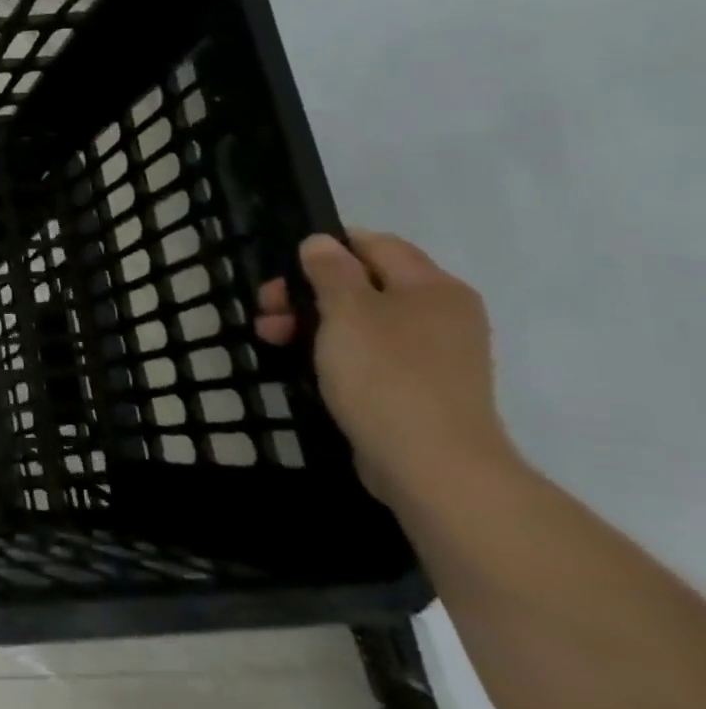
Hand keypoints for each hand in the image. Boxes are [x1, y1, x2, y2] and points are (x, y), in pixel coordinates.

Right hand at [255, 229, 517, 513]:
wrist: (432, 466)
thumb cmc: (386, 376)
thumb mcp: (347, 312)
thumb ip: (330, 271)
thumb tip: (321, 243)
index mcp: (432, 287)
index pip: (375, 244)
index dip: (326, 249)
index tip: (284, 272)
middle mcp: (441, 313)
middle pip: (363, 282)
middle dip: (308, 291)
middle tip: (267, 310)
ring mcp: (432, 354)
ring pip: (360, 319)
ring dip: (311, 322)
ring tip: (272, 339)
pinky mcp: (418, 387)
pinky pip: (369, 353)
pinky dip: (333, 351)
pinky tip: (303, 364)